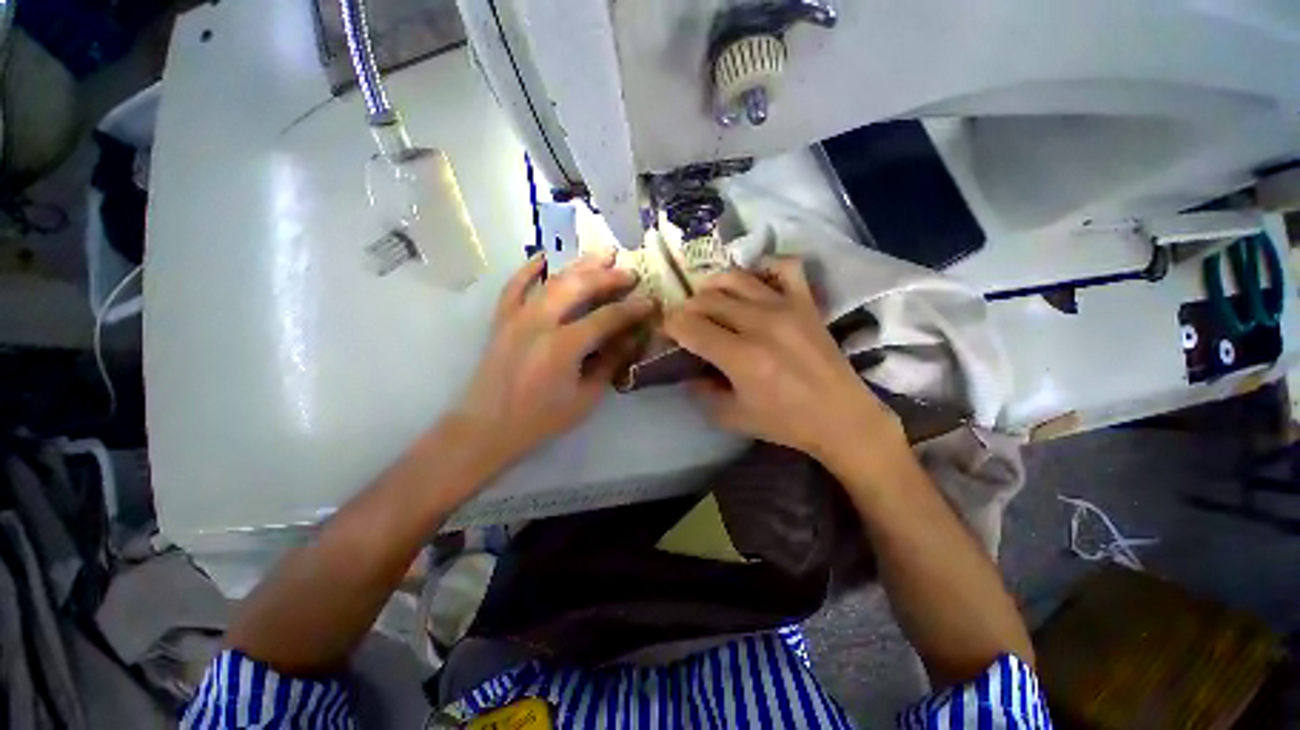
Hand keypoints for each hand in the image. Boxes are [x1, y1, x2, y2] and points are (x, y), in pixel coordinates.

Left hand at [451, 251, 654, 475]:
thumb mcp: (585, 398)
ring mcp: (517, 317)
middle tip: (630, 272)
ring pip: (553, 280)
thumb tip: (630, 340)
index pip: (606, 318)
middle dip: (609, 277)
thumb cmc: (540, 419)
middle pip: (579, 287)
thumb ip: (608, 364)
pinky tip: (544, 257)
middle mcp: (540, 323)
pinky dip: (529, 269)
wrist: (487, 428)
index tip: (651, 302)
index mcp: (563, 346)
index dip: (632, 309)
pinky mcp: (502, 319)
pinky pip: (515, 286)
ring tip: (602, 255)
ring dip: (580, 265)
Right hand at [663, 258, 903, 469]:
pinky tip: (754, 285)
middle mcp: (761, 324)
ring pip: (736, 277)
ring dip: (713, 287)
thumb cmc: (785, 423)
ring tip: (710, 302)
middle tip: (687, 324)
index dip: (669, 326)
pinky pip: (784, 267)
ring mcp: (786, 307)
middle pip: (707, 300)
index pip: (689, 326)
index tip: (667, 334)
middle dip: (686, 309)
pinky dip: (764, 268)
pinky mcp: (807, 302)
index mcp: (741, 357)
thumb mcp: (731, 417)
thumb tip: (686, 370)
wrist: (841, 418)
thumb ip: (701, 392)